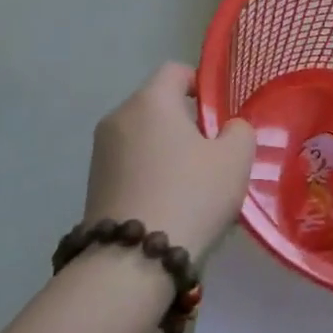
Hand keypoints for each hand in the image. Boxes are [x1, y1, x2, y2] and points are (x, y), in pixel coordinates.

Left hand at [85, 64, 255, 258]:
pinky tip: (169, 205)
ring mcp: (100, 153)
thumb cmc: (190, 195)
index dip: (201, 84)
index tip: (220, 114)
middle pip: (158, 105)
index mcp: (150, 101)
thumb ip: (239, 131)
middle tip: (213, 154)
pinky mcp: (93, 185)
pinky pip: (131, 165)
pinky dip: (151, 174)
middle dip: (186, 123)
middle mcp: (118, 118)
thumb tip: (227, 129)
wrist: (132, 261)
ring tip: (193, 185)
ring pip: (144, 137)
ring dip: (168, 151)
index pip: (175, 71)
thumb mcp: (235, 159)